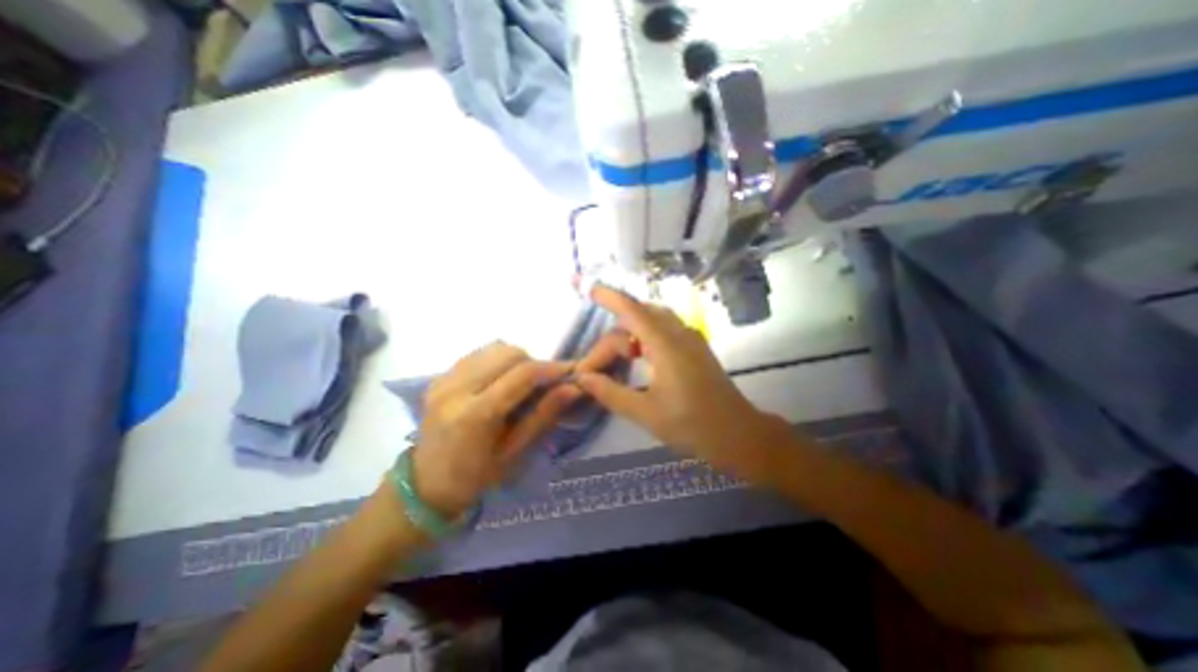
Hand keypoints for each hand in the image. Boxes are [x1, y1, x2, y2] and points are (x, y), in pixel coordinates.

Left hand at [410, 345, 582, 517]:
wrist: (426, 484)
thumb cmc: (476, 476)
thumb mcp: (515, 452)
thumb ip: (544, 415)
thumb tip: (574, 388)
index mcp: (475, 415)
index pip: (522, 374)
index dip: (552, 368)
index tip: (571, 370)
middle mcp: (456, 388)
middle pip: (509, 353)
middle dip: (534, 363)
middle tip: (543, 383)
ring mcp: (444, 379)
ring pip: (495, 348)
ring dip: (517, 360)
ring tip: (521, 382)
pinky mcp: (439, 375)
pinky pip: (479, 353)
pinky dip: (498, 360)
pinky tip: (500, 381)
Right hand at [575, 286, 793, 478]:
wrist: (738, 434)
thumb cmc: (691, 425)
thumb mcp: (645, 413)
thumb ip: (610, 392)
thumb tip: (582, 377)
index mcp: (666, 346)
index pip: (632, 310)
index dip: (608, 296)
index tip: (587, 287)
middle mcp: (679, 333)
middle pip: (639, 316)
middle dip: (613, 336)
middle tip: (596, 367)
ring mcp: (691, 338)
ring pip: (653, 320)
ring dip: (630, 333)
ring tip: (616, 359)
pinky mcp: (696, 347)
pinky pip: (664, 329)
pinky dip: (645, 336)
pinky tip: (638, 356)